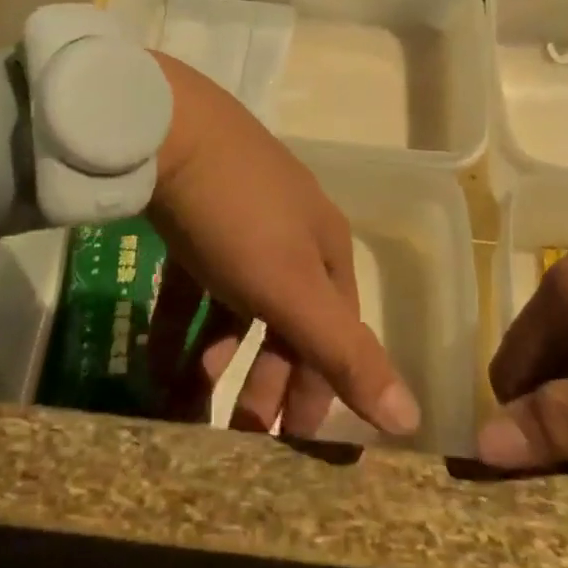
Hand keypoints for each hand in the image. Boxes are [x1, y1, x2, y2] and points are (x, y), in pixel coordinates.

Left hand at [143, 53, 420, 441]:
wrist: (167, 127)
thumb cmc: (236, 214)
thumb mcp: (290, 288)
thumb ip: (345, 352)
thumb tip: (411, 418)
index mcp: (323, 248)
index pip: (336, 331)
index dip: (322, 386)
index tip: (294, 440)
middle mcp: (289, 233)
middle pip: (287, 320)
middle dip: (267, 379)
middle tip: (239, 434)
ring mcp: (240, 220)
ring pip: (237, 305)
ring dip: (217, 359)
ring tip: (185, 406)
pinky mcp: (195, 216)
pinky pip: (196, 284)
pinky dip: (182, 325)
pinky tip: (156, 362)